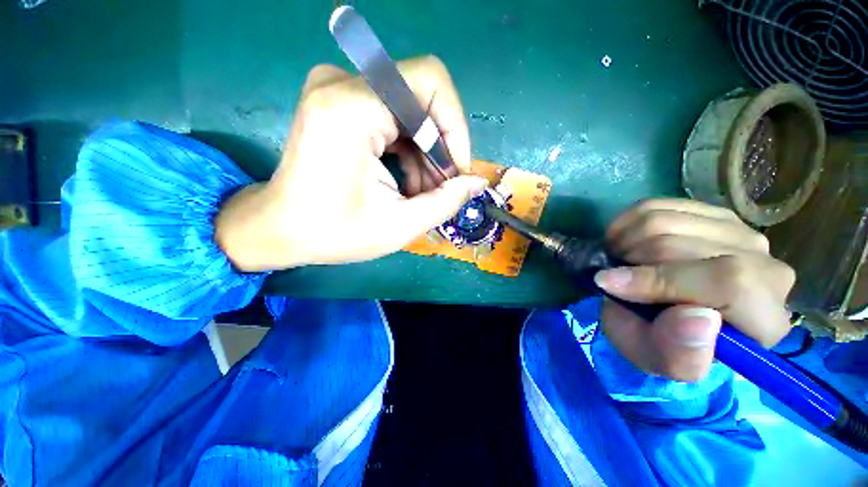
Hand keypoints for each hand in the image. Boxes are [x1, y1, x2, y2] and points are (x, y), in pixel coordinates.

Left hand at [215, 56, 487, 270]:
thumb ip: (445, 201)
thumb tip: (477, 181)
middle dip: (440, 147)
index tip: (457, 173)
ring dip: (425, 154)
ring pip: (411, 111)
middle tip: (442, 188)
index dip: (455, 128)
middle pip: (422, 97)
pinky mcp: (341, 103)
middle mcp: (342, 84)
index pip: (430, 84)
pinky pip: (394, 118)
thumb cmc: (334, 232)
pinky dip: (409, 150)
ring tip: (423, 193)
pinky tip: (407, 182)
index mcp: (351, 108)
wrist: (281, 229)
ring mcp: (339, 89)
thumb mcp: (398, 225)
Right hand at [594, 199, 794, 381]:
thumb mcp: (662, 361)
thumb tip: (697, 318)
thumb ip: (681, 355)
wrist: (665, 317)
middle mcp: (766, 268)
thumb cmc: (664, 344)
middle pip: (688, 246)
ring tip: (619, 262)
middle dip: (633, 261)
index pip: (730, 282)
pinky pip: (657, 206)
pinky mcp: (712, 214)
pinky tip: (624, 244)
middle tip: (614, 277)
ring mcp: (740, 233)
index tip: (610, 284)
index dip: (662, 280)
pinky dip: (626, 224)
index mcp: (764, 319)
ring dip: (626, 242)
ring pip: (667, 221)